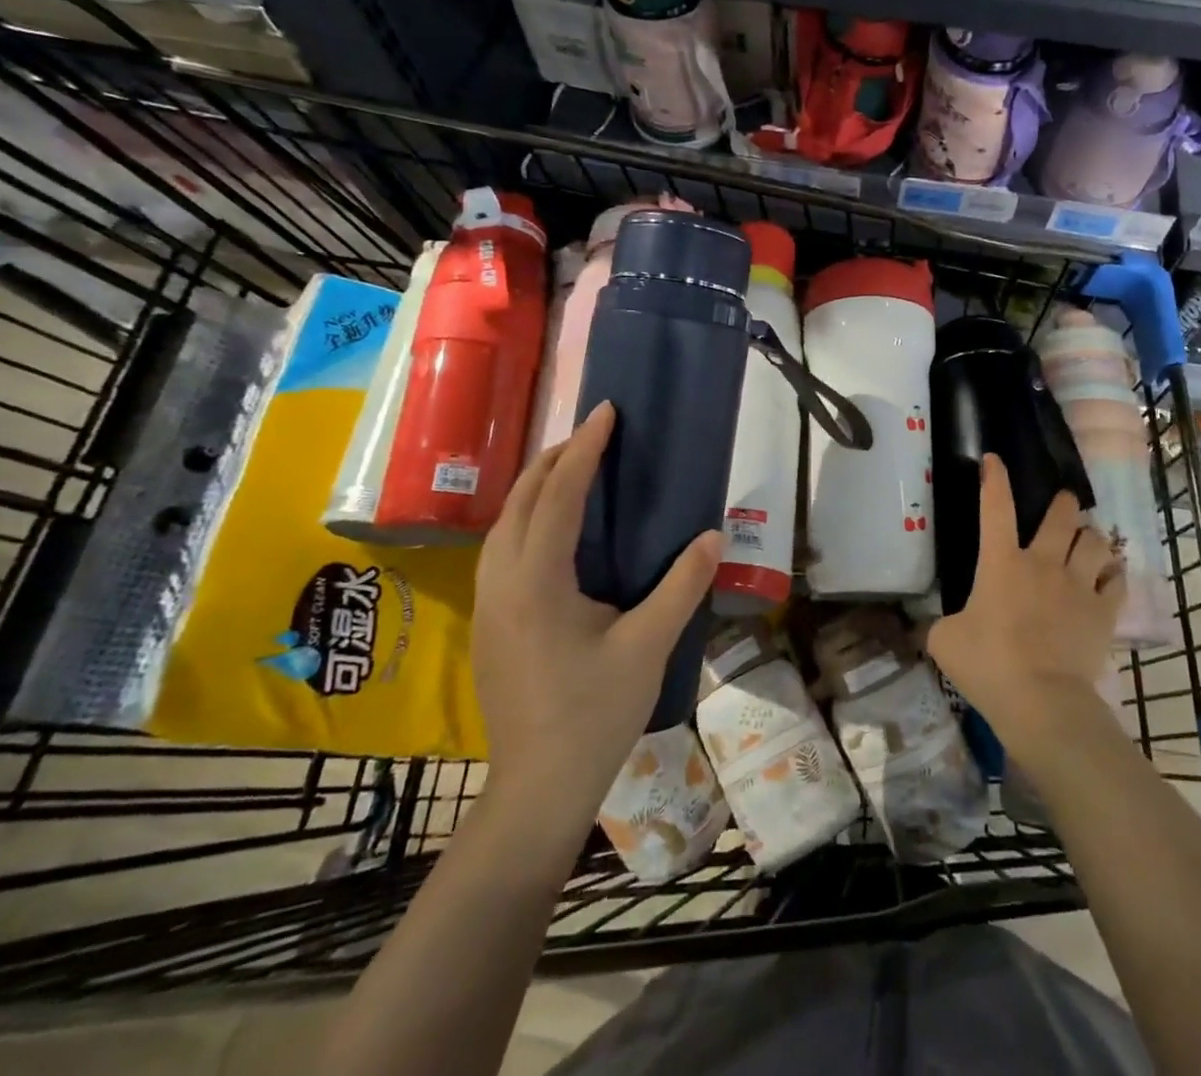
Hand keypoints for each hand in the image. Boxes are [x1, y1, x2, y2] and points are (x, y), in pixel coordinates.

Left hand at [471, 402, 722, 811]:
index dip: (584, 449)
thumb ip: (681, 586)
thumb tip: (712, 537)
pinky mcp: (489, 622)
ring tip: (575, 467)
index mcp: (536, 581)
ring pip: (503, 522)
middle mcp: (501, 581)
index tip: (607, 411)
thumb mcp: (648, 647)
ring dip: (537, 486)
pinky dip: (527, 517)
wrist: (537, 789)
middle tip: (594, 433)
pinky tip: (554, 527)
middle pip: (520, 499)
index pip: (558, 495)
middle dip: (554, 458)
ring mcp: (488, 603)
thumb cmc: (594, 715)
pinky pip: (502, 547)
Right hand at [925, 455, 1124, 764]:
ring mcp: (1078, 585)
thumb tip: (931, 623)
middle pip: (1061, 517)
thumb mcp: (944, 642)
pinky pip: (1117, 580)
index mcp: (1001, 563)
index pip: (996, 507)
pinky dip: (1113, 573)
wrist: (1042, 701)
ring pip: (1095, 542)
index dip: (994, 479)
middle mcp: (1043, 563)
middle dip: (1063, 504)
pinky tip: (1110, 576)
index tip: (994, 460)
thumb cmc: (988, 665)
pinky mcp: (1103, 612)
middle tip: (1063, 504)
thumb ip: (938, 623)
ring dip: (1090, 537)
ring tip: (1088, 540)